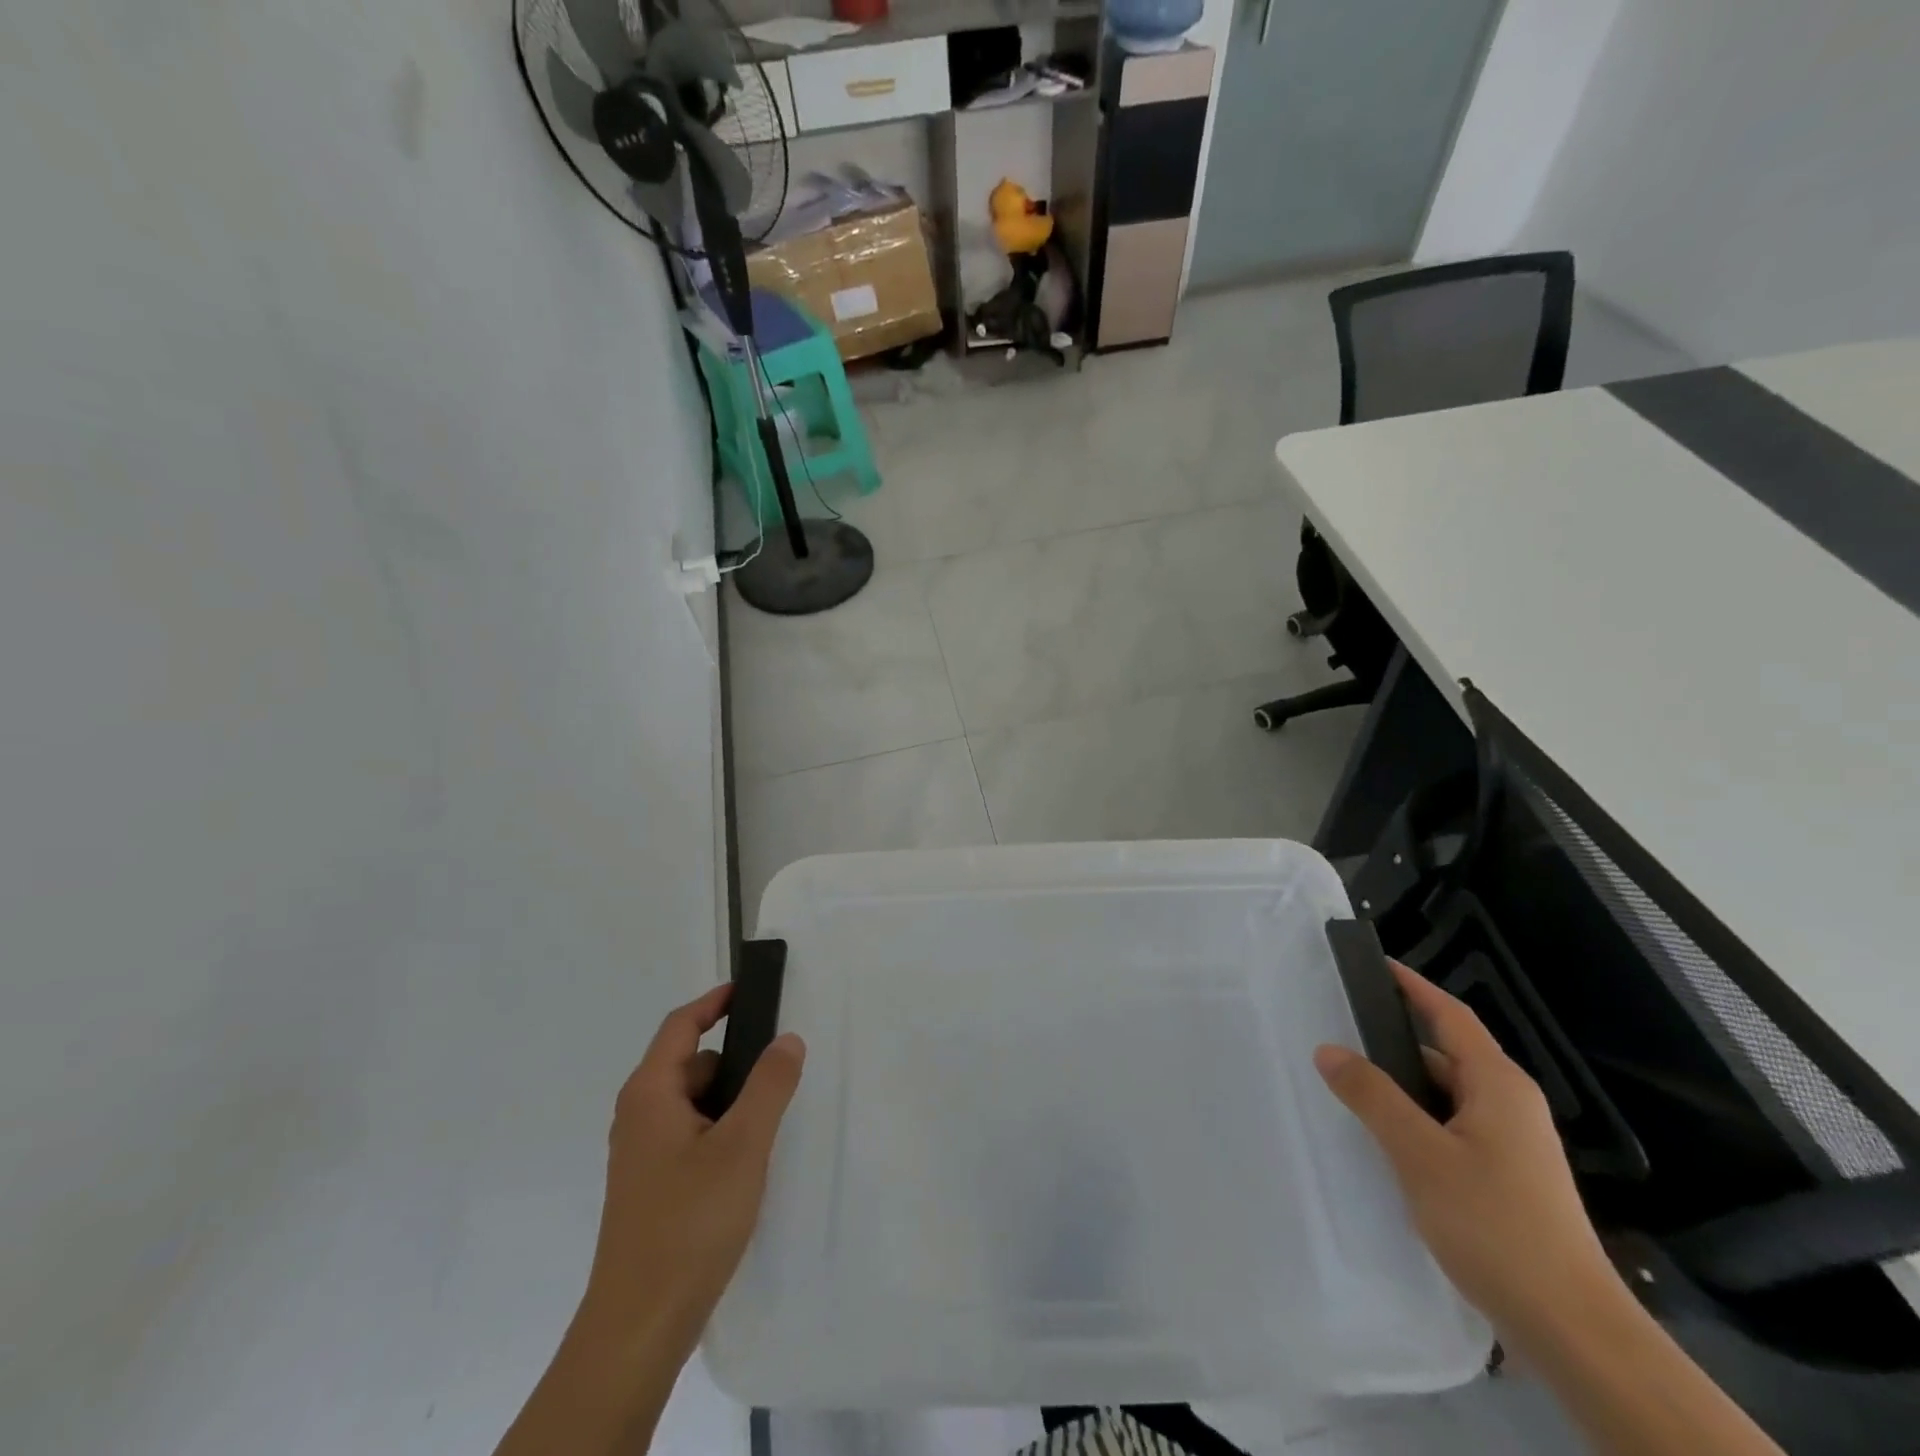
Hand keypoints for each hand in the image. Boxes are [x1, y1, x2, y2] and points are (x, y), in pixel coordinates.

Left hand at [579, 982, 805, 1359]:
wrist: (639, 1327)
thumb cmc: (689, 1222)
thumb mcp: (743, 1145)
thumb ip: (769, 1085)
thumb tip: (787, 1039)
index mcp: (650, 1094)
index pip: (681, 1026)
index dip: (714, 1001)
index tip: (749, 989)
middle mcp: (639, 1116)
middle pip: (690, 1064)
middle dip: (735, 1061)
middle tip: (781, 1068)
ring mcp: (643, 1155)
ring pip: (694, 1104)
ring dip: (731, 1101)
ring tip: (772, 1120)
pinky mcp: (652, 1187)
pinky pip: (691, 1136)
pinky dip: (721, 1131)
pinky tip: (749, 1161)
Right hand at [1313, 962, 1616, 1340]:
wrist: (1573, 1331)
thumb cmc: (1496, 1226)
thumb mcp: (1420, 1155)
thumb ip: (1372, 1096)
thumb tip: (1328, 1049)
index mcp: (1497, 1084)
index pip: (1450, 1014)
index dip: (1412, 986)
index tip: (1373, 963)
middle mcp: (1509, 1104)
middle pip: (1446, 1052)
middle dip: (1394, 1038)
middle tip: (1338, 1028)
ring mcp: (1512, 1143)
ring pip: (1446, 1094)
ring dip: (1401, 1085)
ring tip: (1347, 1081)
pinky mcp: (1507, 1177)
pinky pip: (1451, 1126)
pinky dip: (1415, 1118)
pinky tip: (1383, 1137)